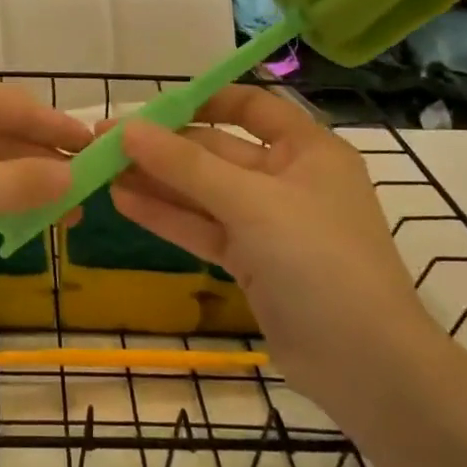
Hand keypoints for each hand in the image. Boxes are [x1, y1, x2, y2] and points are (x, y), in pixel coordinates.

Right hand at [109, 86, 437, 408]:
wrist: (365, 365)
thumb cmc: (319, 260)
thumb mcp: (252, 203)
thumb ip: (186, 165)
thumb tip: (127, 129)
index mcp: (307, 149)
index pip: (251, 108)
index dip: (203, 101)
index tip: (152, 106)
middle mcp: (287, 179)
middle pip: (217, 151)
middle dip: (163, 147)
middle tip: (104, 142)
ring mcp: (268, 224)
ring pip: (204, 193)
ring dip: (157, 181)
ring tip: (101, 170)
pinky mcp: (252, 262)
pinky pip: (204, 228)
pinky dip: (167, 216)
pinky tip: (123, 202)